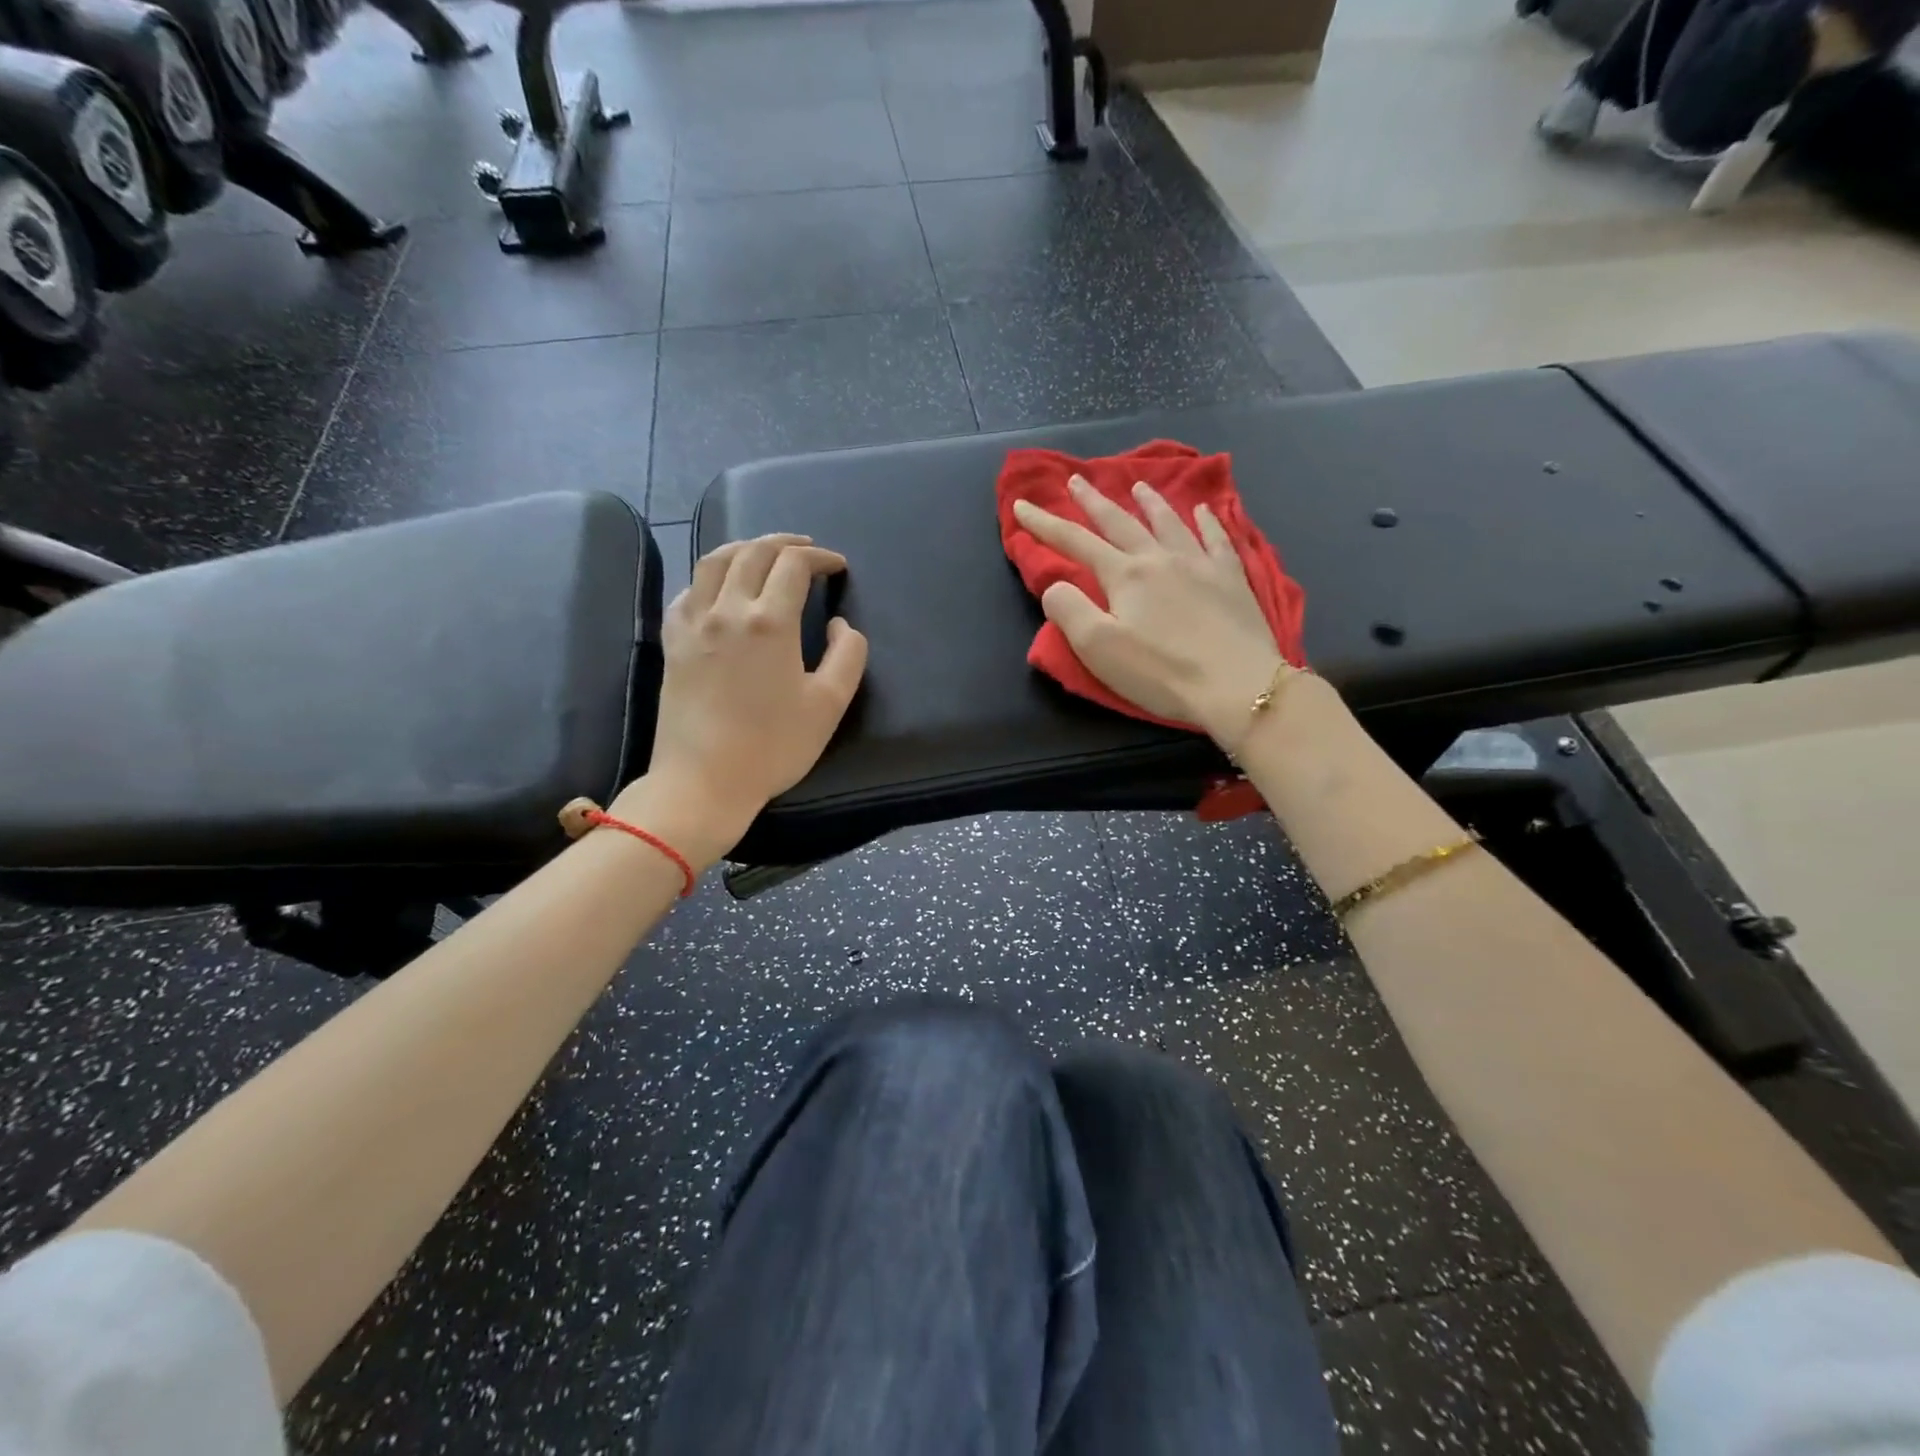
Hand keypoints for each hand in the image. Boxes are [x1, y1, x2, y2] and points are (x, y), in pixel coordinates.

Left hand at [619, 534, 867, 866]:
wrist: (704, 780)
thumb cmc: (773, 746)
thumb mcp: (829, 704)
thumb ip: (847, 655)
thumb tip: (839, 625)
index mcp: (769, 622)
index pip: (794, 565)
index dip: (820, 557)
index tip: (837, 567)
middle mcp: (727, 609)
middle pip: (753, 553)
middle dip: (785, 544)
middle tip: (807, 550)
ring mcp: (693, 623)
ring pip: (714, 561)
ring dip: (745, 548)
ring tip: (764, 554)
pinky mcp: (672, 641)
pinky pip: (688, 590)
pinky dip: (710, 576)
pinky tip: (720, 588)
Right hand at [1012, 477, 1284, 746]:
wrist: (1238, 685)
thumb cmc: (1161, 672)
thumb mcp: (1099, 648)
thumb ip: (1069, 611)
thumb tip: (1054, 586)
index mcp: (1125, 575)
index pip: (1075, 542)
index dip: (1045, 524)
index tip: (1021, 506)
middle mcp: (1160, 558)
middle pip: (1120, 522)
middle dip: (1094, 501)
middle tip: (1077, 479)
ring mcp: (1200, 564)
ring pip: (1169, 523)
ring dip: (1150, 502)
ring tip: (1138, 485)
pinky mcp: (1232, 580)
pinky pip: (1217, 539)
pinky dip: (1208, 520)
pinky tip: (1205, 510)